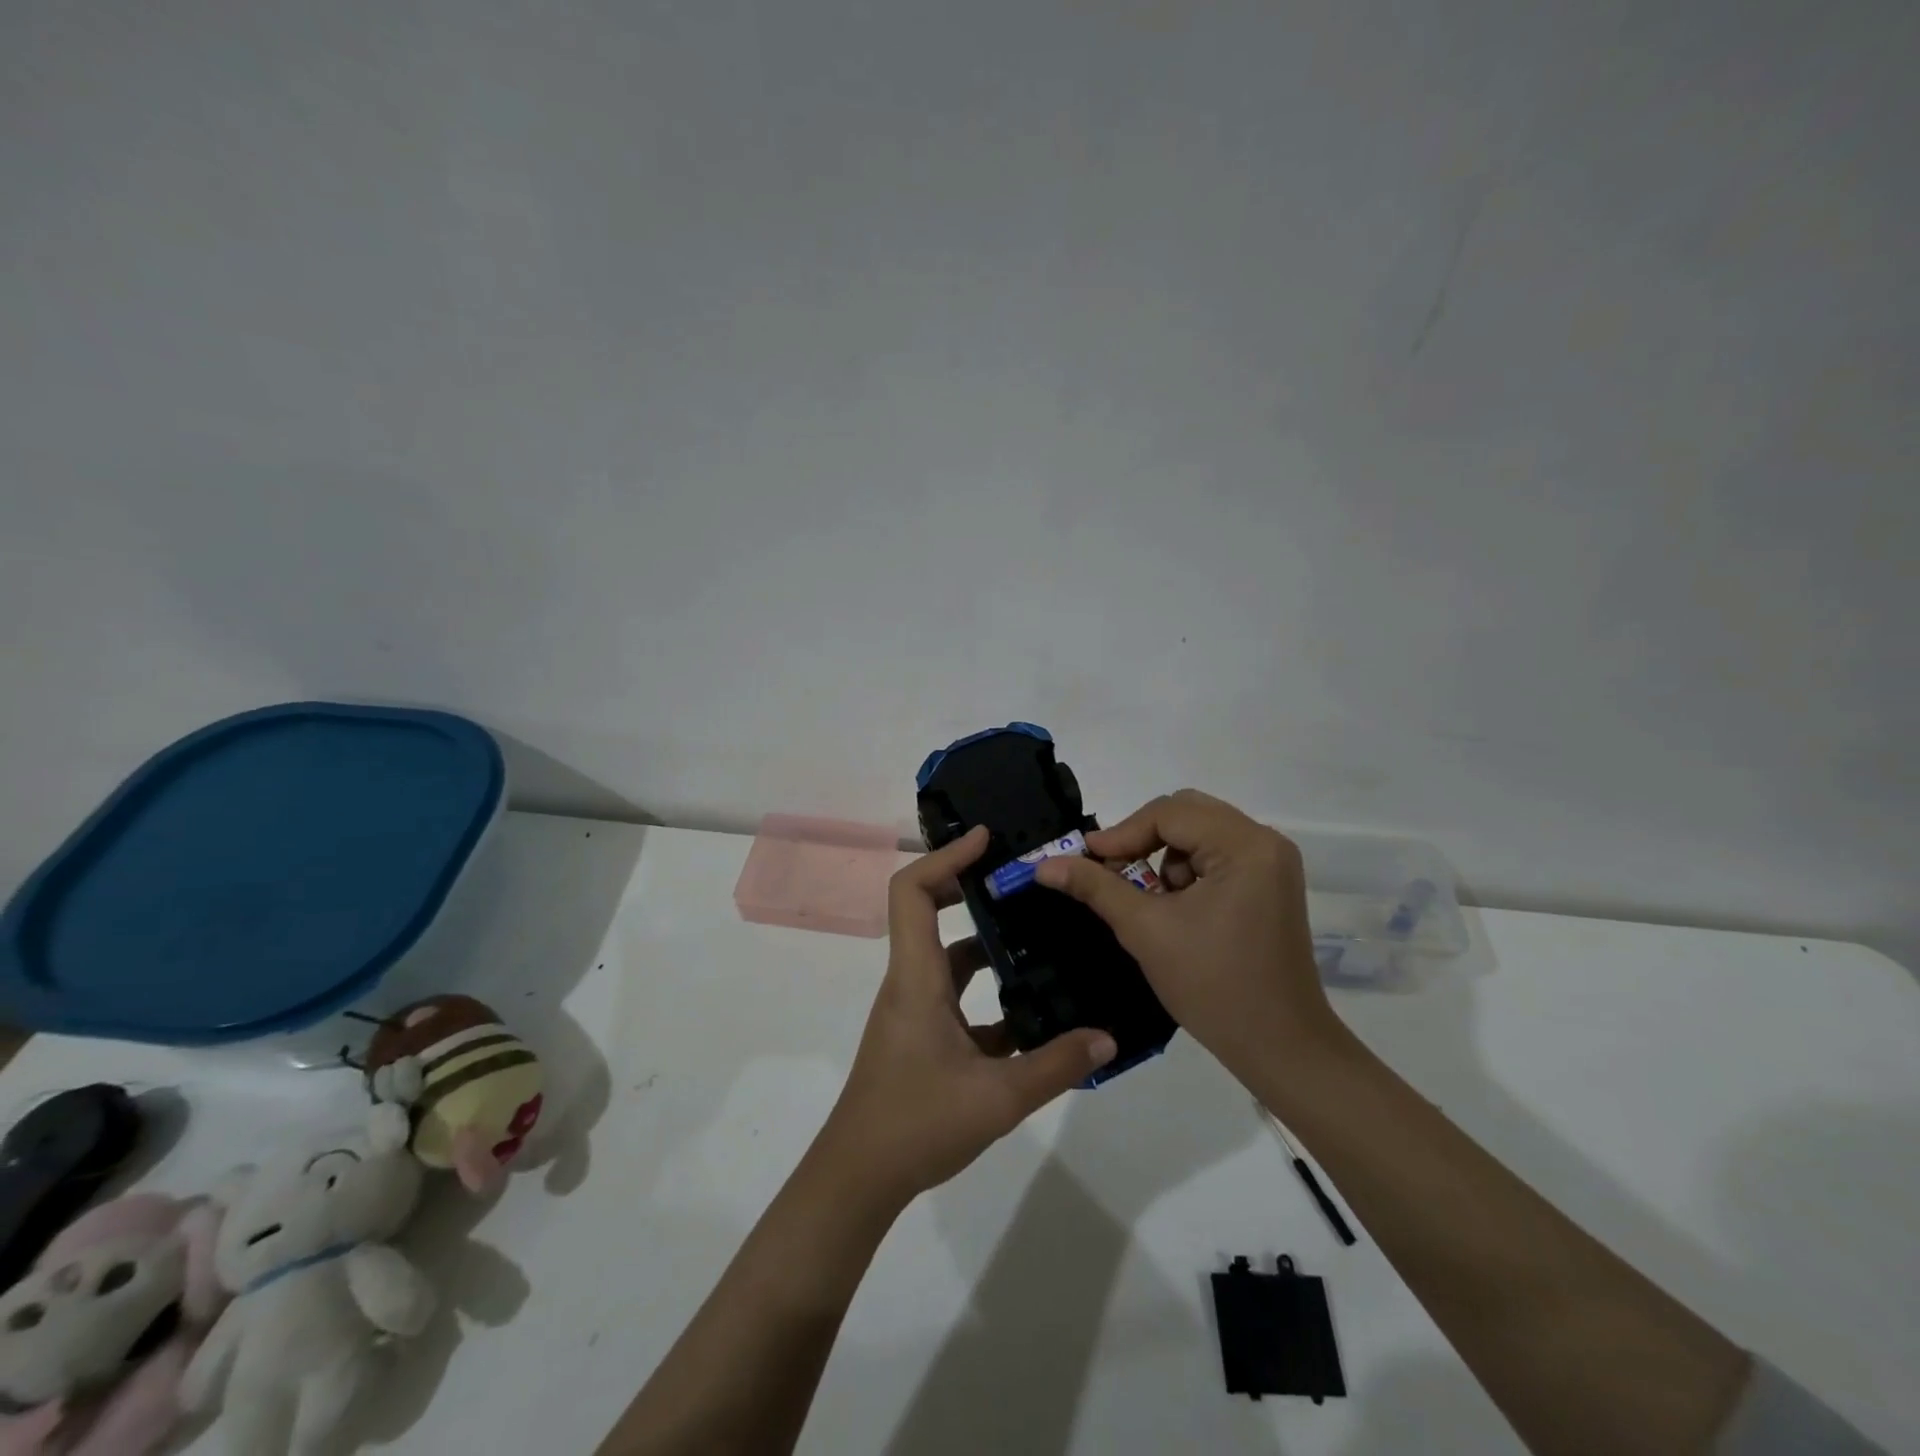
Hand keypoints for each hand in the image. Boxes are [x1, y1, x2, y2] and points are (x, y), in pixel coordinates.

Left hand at [818, 826, 1117, 1209]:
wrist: (859, 1178)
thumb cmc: (915, 1124)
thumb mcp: (997, 1098)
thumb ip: (1056, 1066)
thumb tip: (1108, 1037)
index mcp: (917, 977)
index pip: (913, 892)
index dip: (945, 857)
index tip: (986, 840)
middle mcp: (912, 982)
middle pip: (932, 912)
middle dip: (974, 888)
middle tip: (1023, 879)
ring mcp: (916, 1010)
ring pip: (952, 958)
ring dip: (991, 945)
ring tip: (1042, 936)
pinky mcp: (924, 1037)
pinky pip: (960, 998)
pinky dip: (992, 994)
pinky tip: (1036, 1012)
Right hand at [1034, 790, 1335, 1076]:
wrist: (1280, 1047)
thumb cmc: (1213, 986)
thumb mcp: (1145, 930)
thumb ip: (1095, 887)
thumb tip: (1045, 865)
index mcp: (1244, 846)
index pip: (1169, 813)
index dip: (1122, 833)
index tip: (1087, 858)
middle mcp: (1264, 842)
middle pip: (1187, 813)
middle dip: (1143, 839)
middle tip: (1112, 869)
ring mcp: (1272, 863)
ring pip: (1200, 832)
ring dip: (1164, 855)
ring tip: (1147, 897)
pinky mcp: (1270, 884)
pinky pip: (1217, 855)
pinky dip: (1187, 870)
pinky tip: (1175, 907)